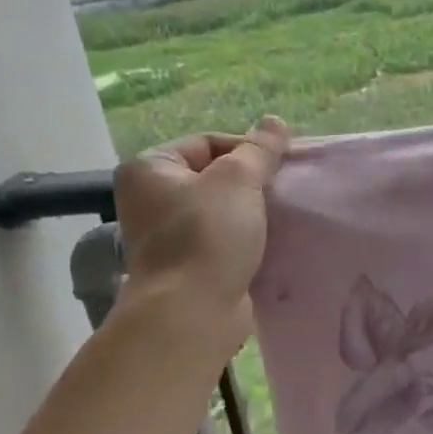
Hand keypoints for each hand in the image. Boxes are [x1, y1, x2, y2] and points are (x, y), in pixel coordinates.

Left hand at [111, 119, 289, 348]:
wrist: (193, 311)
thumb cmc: (207, 235)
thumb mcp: (238, 179)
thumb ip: (259, 149)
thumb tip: (275, 122)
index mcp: (150, 169)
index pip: (207, 142)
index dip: (246, 150)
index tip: (278, 166)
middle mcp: (151, 199)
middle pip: (214, 176)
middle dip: (251, 182)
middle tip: (282, 190)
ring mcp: (169, 236)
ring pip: (223, 210)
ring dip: (253, 212)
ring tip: (282, 215)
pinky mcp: (190, 266)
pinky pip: (225, 240)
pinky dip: (247, 238)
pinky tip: (272, 241)